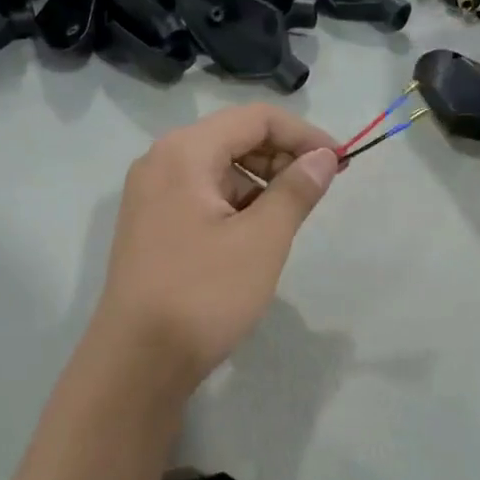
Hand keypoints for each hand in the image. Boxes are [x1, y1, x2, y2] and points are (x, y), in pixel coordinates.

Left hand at [93, 104, 339, 395]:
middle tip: (319, 191)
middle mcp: (160, 162)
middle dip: (282, 157)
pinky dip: (236, 205)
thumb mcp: (261, 241)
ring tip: (290, 219)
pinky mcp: (152, 225)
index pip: (255, 118)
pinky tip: (256, 235)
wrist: (138, 360)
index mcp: (184, 153)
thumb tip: (324, 157)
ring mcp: (151, 195)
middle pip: (233, 138)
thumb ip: (296, 191)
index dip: (304, 134)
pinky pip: (202, 197)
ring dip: (261, 183)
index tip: (342, 163)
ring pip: (218, 170)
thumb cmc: (203, 294)